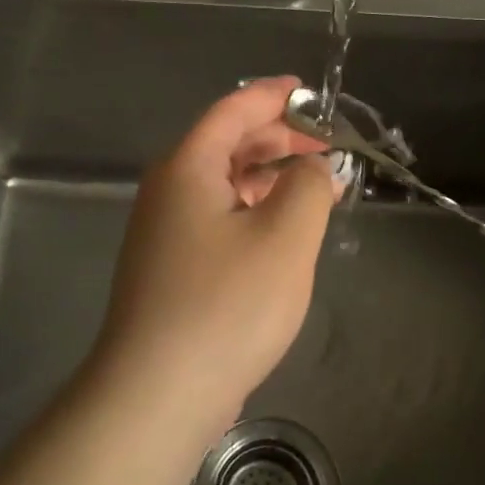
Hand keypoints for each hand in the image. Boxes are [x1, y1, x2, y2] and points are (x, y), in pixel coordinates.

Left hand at [90, 76, 337, 436]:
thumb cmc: (226, 304)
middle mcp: (168, 190)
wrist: (157, 394)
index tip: (310, 91)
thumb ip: (308, 185)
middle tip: (328, 149)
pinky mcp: (170, 267)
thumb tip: (311, 167)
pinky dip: (254, 212)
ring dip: (270, 180)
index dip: (274, 96)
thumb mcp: (285, 236)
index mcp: (187, 167)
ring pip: (224, 185)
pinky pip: (218, 219)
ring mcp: (164, 231)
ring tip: (317, 190)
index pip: (234, 111)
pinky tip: (284, 234)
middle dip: (280, 140)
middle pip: (227, 145)